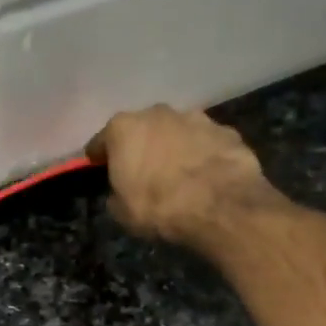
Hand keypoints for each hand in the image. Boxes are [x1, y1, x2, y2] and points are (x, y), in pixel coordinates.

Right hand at [86, 105, 277, 247]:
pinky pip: (206, 142)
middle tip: (144, 171)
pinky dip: (203, 154)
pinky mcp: (226, 131)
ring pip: (177, 131)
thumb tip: (122, 191)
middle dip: (141, 146)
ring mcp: (195, 118)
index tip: (99, 168)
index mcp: (123, 128)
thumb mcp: (122, 212)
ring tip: (180, 174)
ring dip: (174, 147)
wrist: (220, 207)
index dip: (99, 157)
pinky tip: (207, 176)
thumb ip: (116, 193)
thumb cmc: (159, 208)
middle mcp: (157, 113)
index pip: (101, 141)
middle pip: (142, 129)